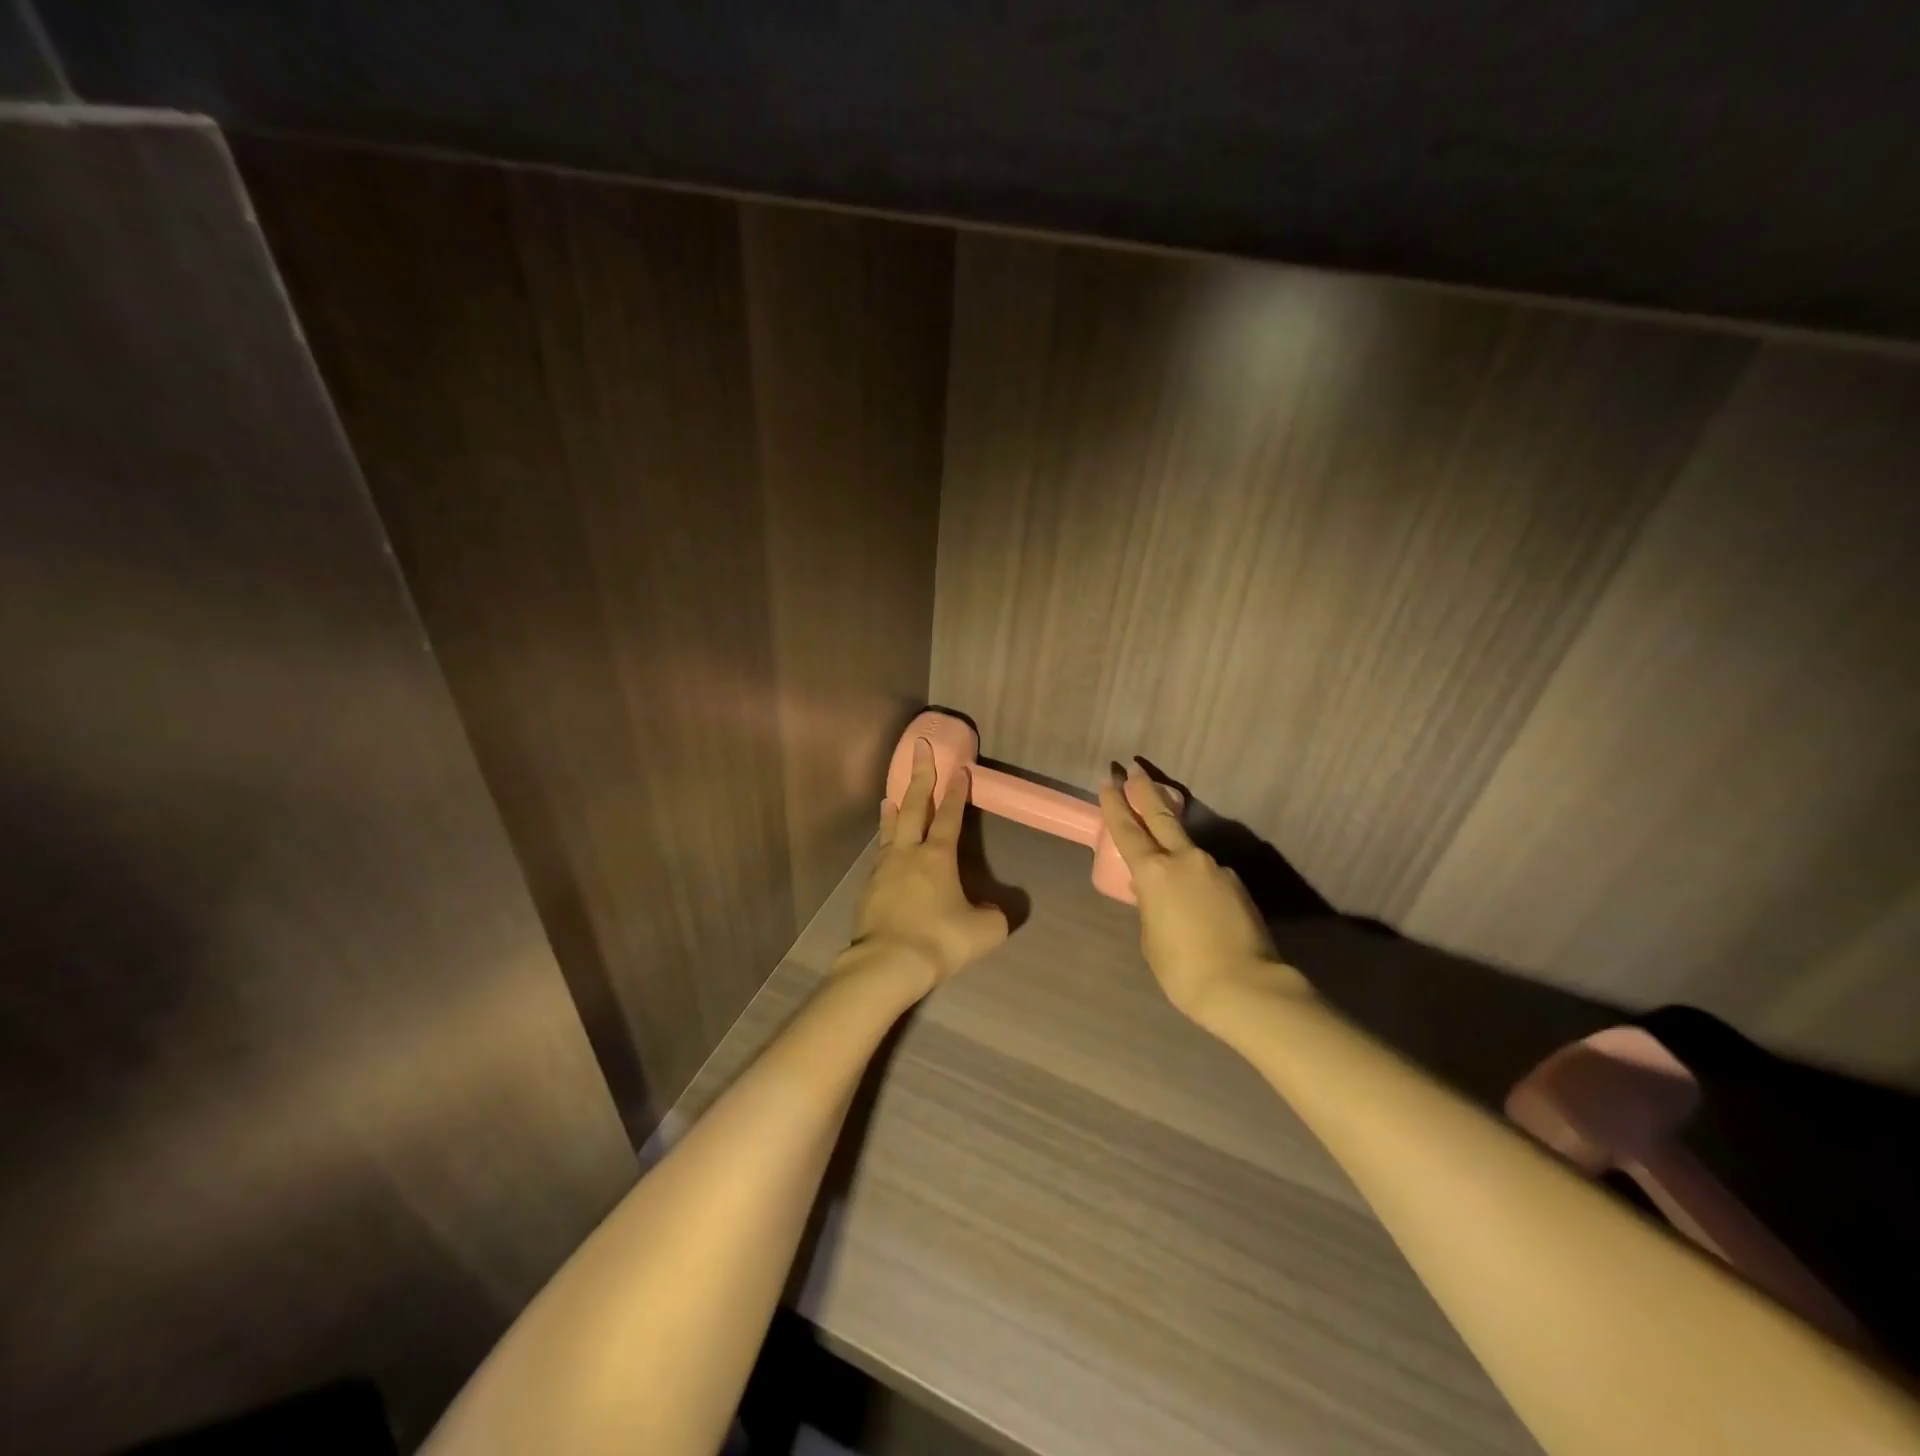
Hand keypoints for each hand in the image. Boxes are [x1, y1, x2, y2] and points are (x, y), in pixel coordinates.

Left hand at [847, 738, 1009, 991]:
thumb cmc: (939, 941)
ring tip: (893, 793)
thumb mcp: (984, 932)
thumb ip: (995, 916)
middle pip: (913, 806)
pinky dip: (885, 838)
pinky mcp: (868, 887)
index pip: (949, 815)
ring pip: (890, 827)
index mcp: (938, 856)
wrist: (887, 964)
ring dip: (895, 807)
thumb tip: (992, 911)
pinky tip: (886, 845)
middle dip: (920, 776)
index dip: (956, 791)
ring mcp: (884, 868)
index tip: (959, 767)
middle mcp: (909, 853)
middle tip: (919, 748)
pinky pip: (880, 853)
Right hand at [1097, 759, 1304, 1020]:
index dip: (1114, 805)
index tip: (1108, 781)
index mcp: (1154, 872)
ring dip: (1174, 847)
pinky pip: (1208, 875)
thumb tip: (1155, 890)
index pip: (1128, 830)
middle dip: (1145, 792)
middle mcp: (1185, 860)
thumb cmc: (1182, 967)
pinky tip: (1197, 904)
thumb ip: (1150, 904)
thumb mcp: (1151, 936)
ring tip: (1166, 868)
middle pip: (1161, 816)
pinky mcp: (1237, 885)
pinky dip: (1196, 879)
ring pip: (1187, 849)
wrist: (1244, 985)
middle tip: (1135, 769)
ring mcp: (1215, 869)